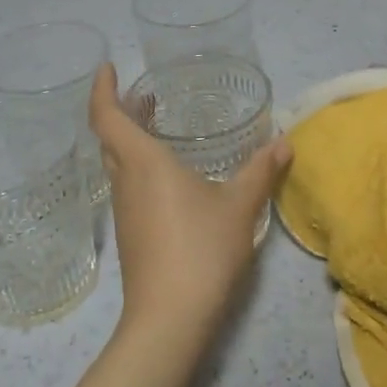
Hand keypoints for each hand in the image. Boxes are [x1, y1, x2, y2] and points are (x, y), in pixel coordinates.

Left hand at [88, 63, 292, 346]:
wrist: (169, 318)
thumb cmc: (201, 250)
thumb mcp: (239, 206)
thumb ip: (261, 171)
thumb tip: (284, 141)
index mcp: (143, 163)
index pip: (106, 116)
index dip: (102, 89)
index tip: (108, 67)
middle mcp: (126, 181)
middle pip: (110, 137)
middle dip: (121, 111)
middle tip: (145, 95)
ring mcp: (124, 211)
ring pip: (119, 163)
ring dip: (131, 141)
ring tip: (160, 128)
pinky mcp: (131, 234)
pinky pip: (129, 187)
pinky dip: (140, 168)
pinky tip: (171, 178)